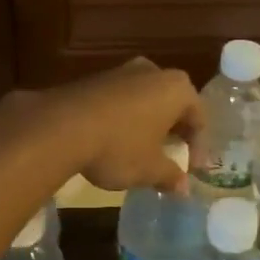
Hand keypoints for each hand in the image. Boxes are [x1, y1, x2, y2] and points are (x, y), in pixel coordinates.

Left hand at [25, 58, 202, 193]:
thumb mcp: (149, 169)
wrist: (60, 127)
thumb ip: (171, 176)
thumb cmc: (119, 147)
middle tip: (171, 155)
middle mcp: (152, 71)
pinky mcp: (94, 79)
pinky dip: (124, 119)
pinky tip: (114, 141)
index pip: (199, 118)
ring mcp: (121, 71)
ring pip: (145, 100)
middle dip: (173, 131)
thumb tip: (183, 188)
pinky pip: (120, 100)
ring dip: (147, 124)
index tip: (191, 170)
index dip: (198, 147)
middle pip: (172, 104)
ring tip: (142, 151)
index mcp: (177, 88)